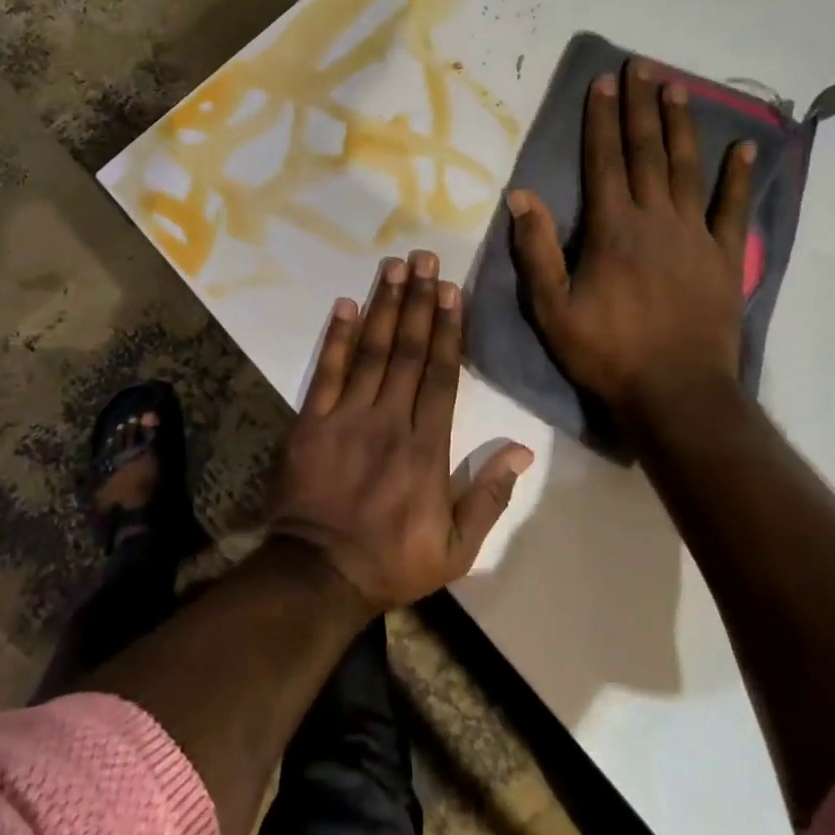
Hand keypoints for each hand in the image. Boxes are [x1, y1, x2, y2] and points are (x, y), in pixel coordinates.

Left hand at [269, 251, 533, 613]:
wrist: (318, 575)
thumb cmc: (393, 561)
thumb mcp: (457, 549)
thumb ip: (489, 497)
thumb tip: (522, 451)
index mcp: (426, 448)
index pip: (440, 375)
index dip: (446, 329)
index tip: (450, 290)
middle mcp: (388, 421)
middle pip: (406, 351)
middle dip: (417, 302)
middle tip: (423, 259)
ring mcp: (346, 417)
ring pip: (369, 352)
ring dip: (382, 306)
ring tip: (392, 267)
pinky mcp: (311, 422)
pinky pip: (326, 372)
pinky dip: (336, 337)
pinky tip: (345, 304)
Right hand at [507, 58, 756, 429]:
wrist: (677, 394)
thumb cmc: (608, 352)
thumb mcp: (552, 308)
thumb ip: (537, 249)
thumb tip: (520, 195)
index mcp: (613, 229)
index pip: (605, 160)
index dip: (602, 119)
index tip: (603, 82)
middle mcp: (656, 219)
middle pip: (646, 152)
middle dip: (640, 106)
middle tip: (640, 66)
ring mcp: (695, 235)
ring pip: (686, 168)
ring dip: (681, 125)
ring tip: (676, 88)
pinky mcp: (723, 257)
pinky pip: (732, 208)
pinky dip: (738, 176)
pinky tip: (745, 147)